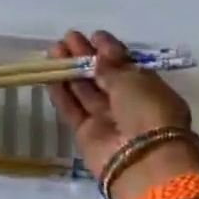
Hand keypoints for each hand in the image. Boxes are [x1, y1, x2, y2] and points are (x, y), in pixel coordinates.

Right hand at [47, 29, 198, 198]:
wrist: (143, 162)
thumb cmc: (148, 112)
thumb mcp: (133, 81)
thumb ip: (111, 66)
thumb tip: (99, 55)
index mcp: (149, 89)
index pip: (126, 66)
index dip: (109, 50)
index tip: (94, 35)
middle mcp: (128, 104)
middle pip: (103, 77)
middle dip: (85, 57)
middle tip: (67, 38)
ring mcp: (107, 120)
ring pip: (85, 91)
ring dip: (70, 71)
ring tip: (54, 51)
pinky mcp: (86, 134)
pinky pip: (72, 109)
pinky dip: (61, 92)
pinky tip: (49, 74)